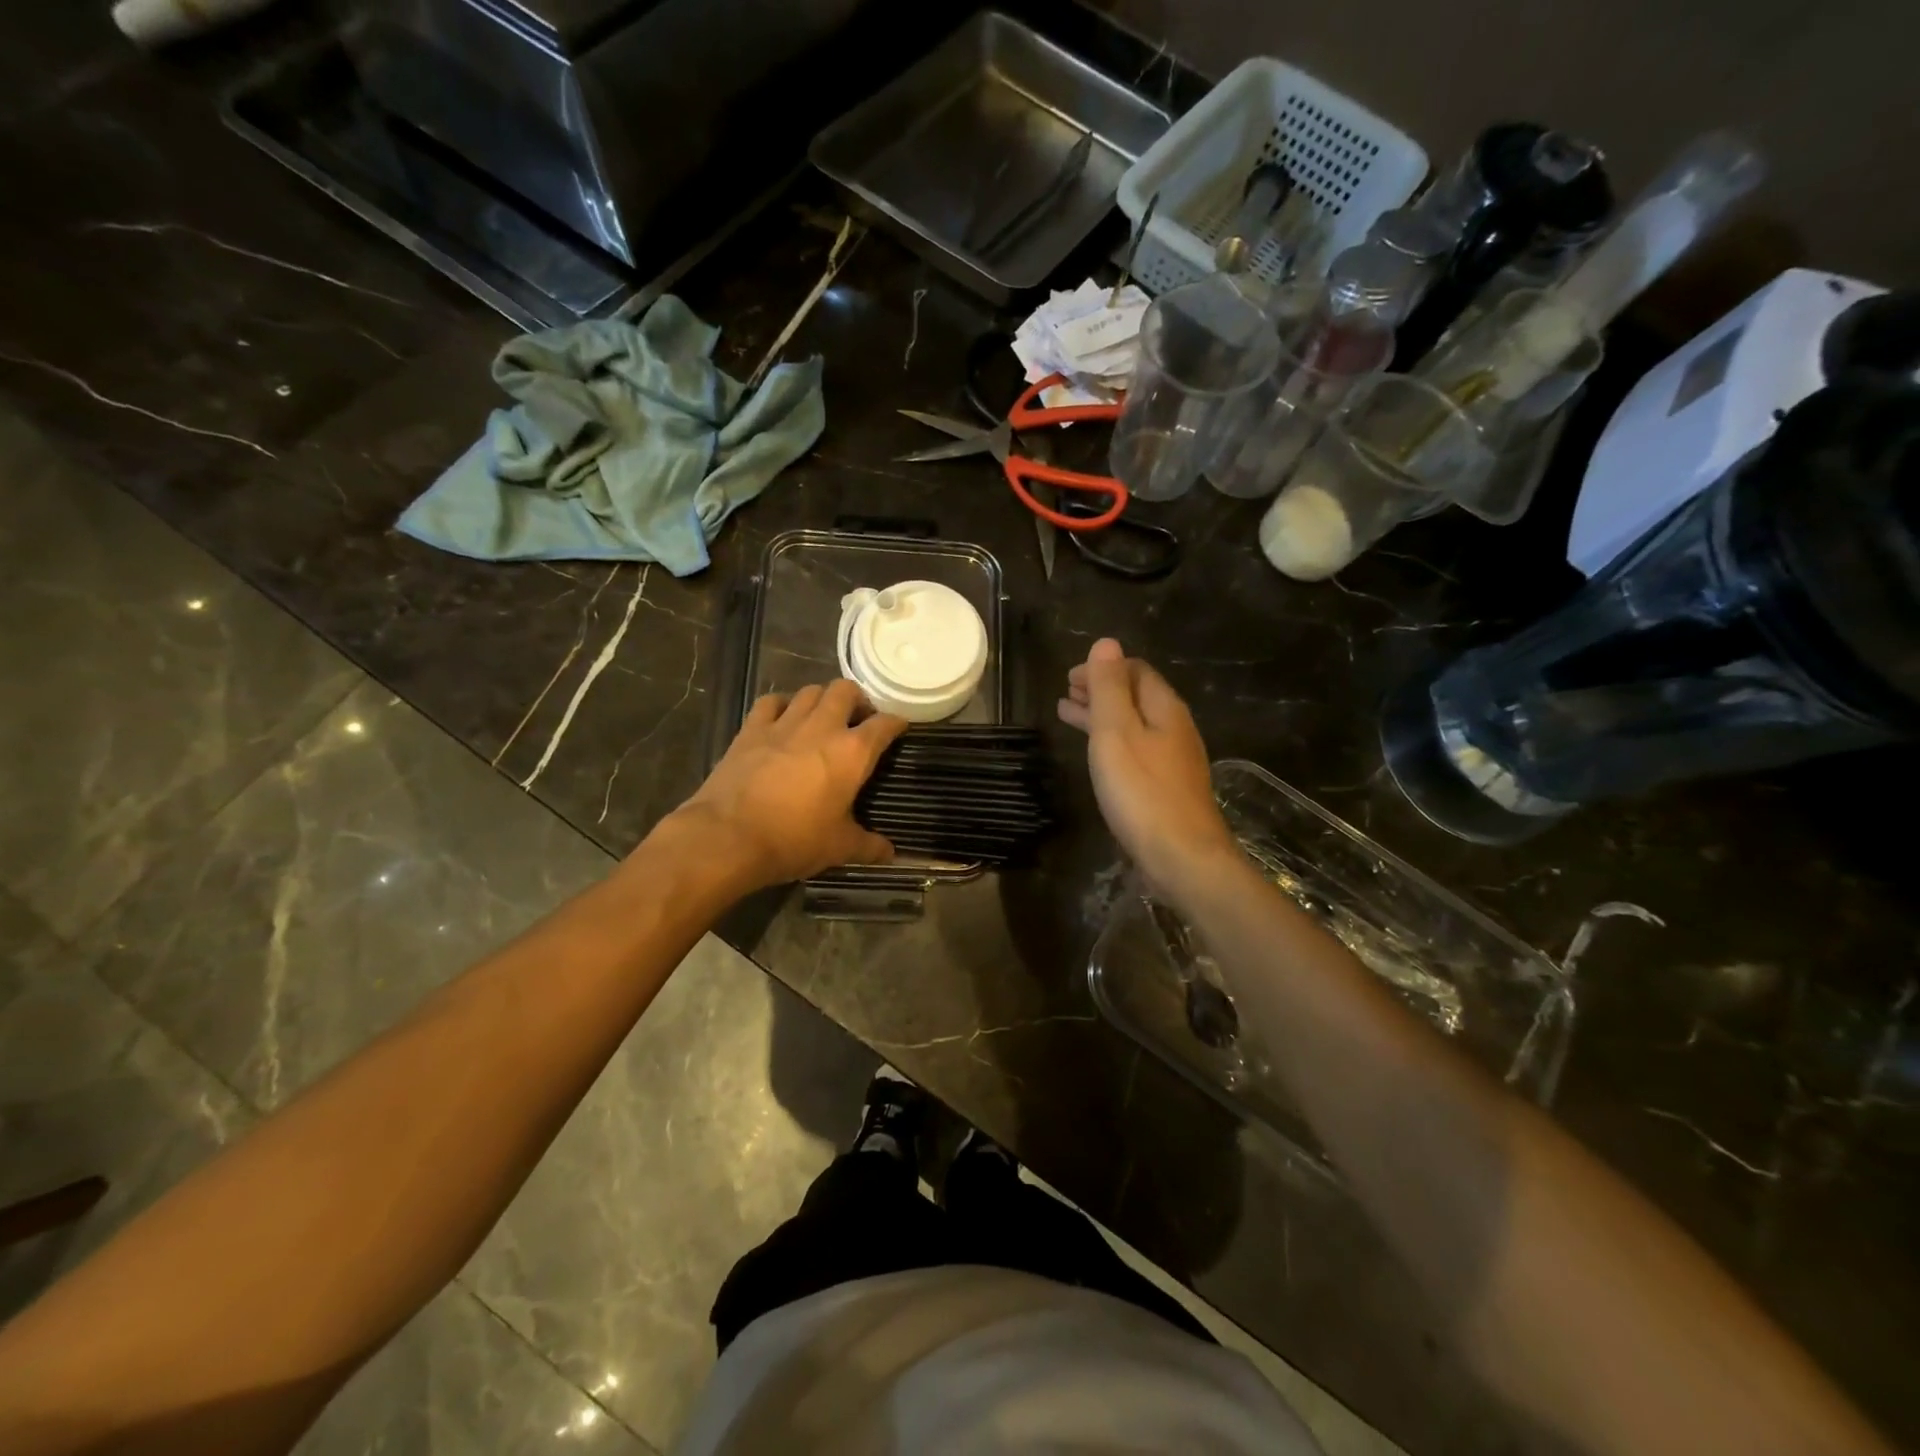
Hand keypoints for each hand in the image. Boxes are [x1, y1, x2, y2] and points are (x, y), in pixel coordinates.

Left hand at [676, 681, 907, 891]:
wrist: (728, 837)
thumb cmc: (793, 840)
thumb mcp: (839, 848)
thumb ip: (868, 846)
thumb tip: (890, 854)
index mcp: (852, 752)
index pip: (885, 724)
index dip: (896, 723)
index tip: (899, 728)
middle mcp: (822, 727)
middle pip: (846, 690)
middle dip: (857, 700)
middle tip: (858, 720)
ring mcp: (784, 723)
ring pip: (810, 690)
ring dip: (822, 699)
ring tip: (823, 718)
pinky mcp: (751, 729)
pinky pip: (771, 701)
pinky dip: (783, 705)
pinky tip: (783, 719)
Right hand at [1058, 639, 1238, 901]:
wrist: (1182, 858)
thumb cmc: (1142, 792)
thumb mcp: (1116, 732)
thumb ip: (1109, 688)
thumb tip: (1106, 643)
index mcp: (1165, 709)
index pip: (1136, 671)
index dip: (1103, 668)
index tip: (1070, 677)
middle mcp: (1175, 729)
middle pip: (1136, 697)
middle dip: (1101, 690)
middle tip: (1067, 692)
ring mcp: (1174, 761)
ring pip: (1134, 725)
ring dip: (1102, 716)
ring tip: (1069, 715)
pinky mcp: (1167, 787)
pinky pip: (1135, 750)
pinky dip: (1111, 742)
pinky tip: (1099, 756)